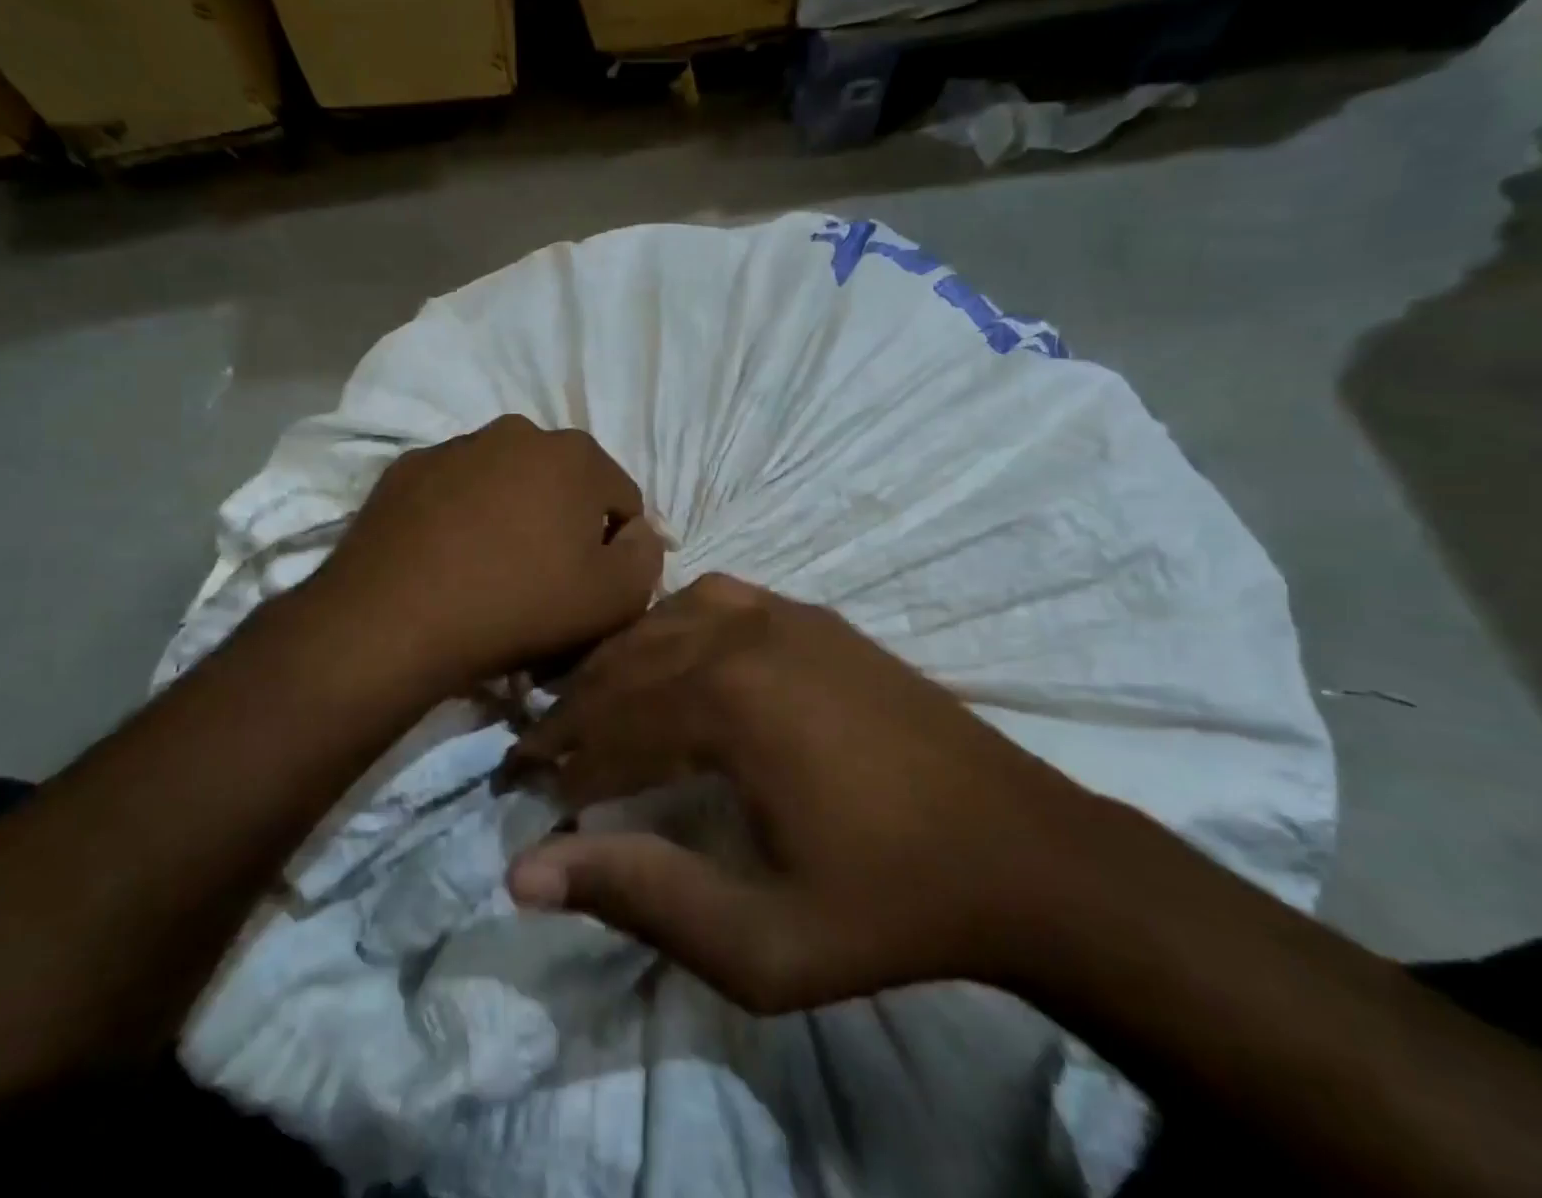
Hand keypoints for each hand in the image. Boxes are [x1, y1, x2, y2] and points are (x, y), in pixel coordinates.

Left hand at [314, 415, 664, 695]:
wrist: (394, 620)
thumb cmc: (520, 604)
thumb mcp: (615, 598)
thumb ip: (647, 557)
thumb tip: (638, 534)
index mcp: (576, 454)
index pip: (622, 500)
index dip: (616, 548)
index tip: (590, 586)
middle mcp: (517, 432)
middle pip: (562, 484)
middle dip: (563, 523)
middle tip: (543, 578)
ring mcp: (455, 446)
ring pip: (506, 483)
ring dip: (511, 516)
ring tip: (490, 570)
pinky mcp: (405, 470)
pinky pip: (455, 493)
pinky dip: (462, 517)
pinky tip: (447, 560)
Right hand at [500, 574, 1110, 1012]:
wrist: (1021, 849)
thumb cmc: (888, 904)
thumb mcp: (761, 942)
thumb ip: (640, 897)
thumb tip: (524, 870)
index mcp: (726, 704)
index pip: (607, 727)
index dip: (556, 764)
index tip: (520, 790)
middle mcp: (743, 636)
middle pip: (627, 664)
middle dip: (573, 709)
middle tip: (537, 750)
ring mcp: (783, 615)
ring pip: (665, 621)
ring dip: (618, 662)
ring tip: (591, 705)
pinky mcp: (813, 616)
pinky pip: (717, 598)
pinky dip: (673, 622)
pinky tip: (670, 653)